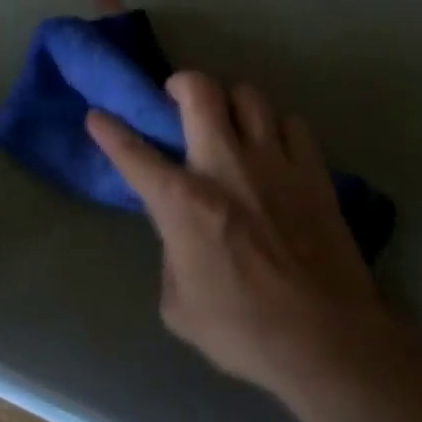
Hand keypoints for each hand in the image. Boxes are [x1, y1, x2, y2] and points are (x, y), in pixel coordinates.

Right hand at [85, 74, 390, 396]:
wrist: (324, 339)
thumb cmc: (242, 330)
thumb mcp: (179, 305)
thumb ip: (173, 256)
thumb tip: (183, 234)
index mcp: (183, 202)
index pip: (134, 155)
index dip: (110, 131)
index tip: (98, 114)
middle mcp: (226, 167)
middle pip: (201, 92)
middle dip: (182, 82)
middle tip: (177, 95)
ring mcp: (274, 163)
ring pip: (251, 96)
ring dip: (233, 102)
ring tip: (231, 121)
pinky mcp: (314, 172)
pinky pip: (293, 124)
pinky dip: (278, 128)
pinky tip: (276, 149)